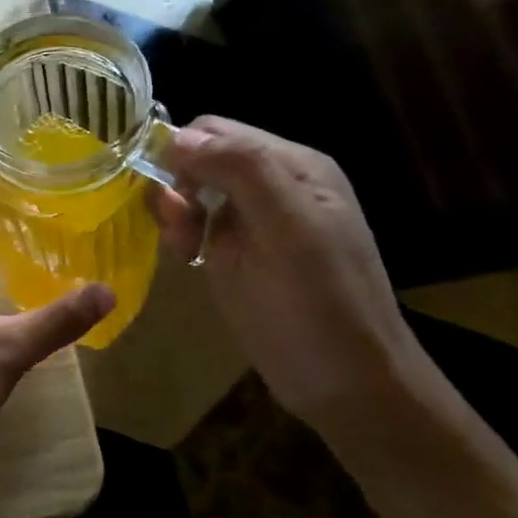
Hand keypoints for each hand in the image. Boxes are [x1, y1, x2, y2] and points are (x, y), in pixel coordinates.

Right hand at [149, 117, 422, 423]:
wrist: (346, 386)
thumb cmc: (321, 303)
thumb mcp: (288, 227)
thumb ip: (242, 170)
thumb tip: (176, 138)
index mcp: (292, 166)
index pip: (216, 131)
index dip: (183, 153)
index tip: (171, 196)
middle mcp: (271, 184)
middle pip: (200, 157)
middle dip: (176, 184)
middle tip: (178, 227)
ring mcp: (252, 220)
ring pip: (191, 189)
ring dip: (175, 210)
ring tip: (183, 247)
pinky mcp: (235, 252)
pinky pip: (194, 222)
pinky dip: (180, 232)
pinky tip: (187, 256)